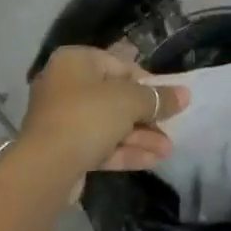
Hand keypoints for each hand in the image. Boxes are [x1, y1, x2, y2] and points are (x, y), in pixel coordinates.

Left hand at [19, 46, 187, 178]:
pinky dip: (124, 150)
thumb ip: (157, 98)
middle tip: (171, 126)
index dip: (147, 82)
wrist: (45, 169)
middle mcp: (65, 85)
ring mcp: (62, 120)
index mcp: (76, 61)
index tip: (168, 98)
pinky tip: (153, 160)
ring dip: (139, 136)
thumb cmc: (88, 116)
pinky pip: (98, 144)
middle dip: (146, 115)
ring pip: (108, 124)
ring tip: (168, 149)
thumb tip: (185, 94)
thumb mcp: (129, 101)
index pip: (119, 65)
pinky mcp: (63, 150)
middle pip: (115, 97)